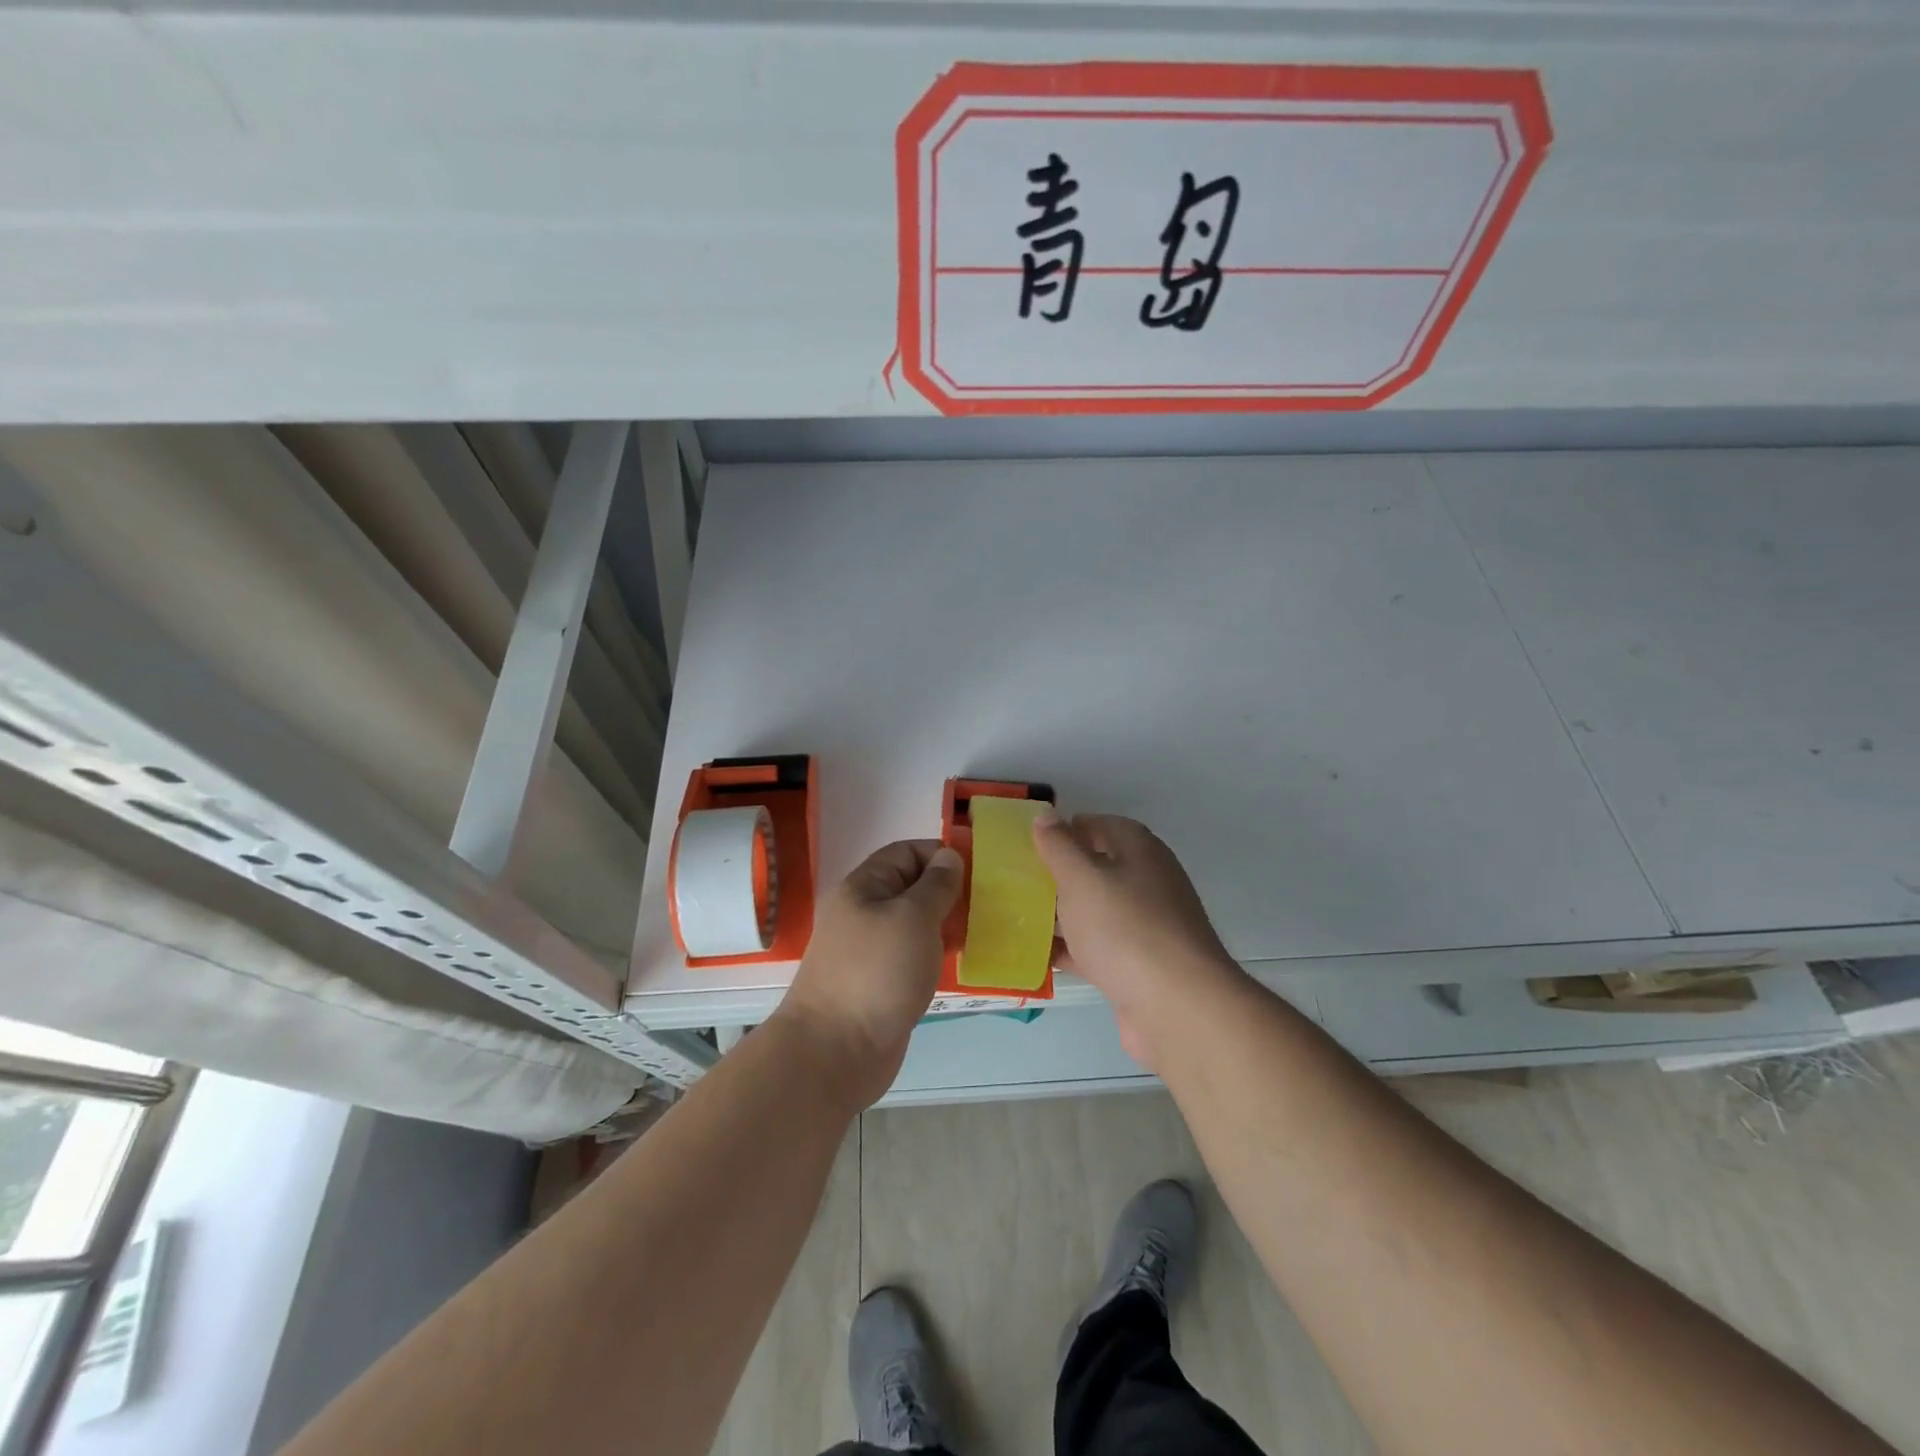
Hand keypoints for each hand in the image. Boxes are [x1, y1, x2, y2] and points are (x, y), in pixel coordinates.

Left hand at [774, 839, 962, 1108]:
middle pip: (911, 887)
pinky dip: (937, 953)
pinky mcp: (882, 982)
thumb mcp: (913, 917)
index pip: (905, 853)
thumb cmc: (877, 973)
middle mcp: (863, 913)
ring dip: (947, 923)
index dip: (939, 855)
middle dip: (948, 890)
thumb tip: (948, 856)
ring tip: (984, 928)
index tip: (978, 870)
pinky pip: (914, 955)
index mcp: (862, 888)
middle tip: (988, 901)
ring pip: (915, 923)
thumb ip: (936, 885)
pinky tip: (964, 960)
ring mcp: (871, 951)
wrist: (836, 1052)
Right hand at [1032, 811, 1245, 1069]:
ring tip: (1018, 916)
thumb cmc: (1126, 929)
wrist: (1177, 1007)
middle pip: (1098, 868)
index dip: (1067, 828)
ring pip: (1096, 911)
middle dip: (1060, 873)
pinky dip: (1071, 950)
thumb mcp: (1082, 878)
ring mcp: (1146, 927)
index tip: (1030, 841)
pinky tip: (1037, 958)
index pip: (1101, 825)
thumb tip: (1046, 815)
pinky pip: (1097, 949)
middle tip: (1017, 879)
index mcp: (1140, 851)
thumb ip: (1060, 846)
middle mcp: (1148, 883)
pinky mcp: (1138, 967)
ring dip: (1062, 913)